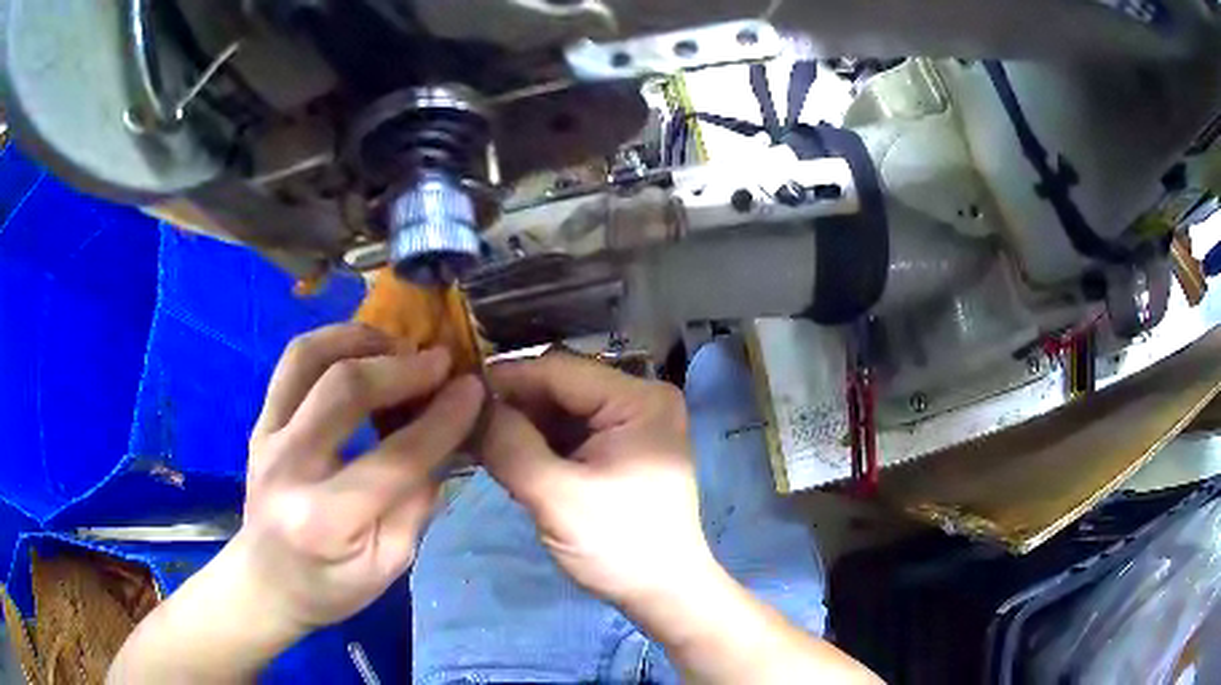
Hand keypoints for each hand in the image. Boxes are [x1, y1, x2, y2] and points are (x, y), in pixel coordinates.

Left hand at [237, 323, 484, 632]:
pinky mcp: (260, 422)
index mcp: (327, 519)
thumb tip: (446, 439)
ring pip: (309, 357)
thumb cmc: (331, 586)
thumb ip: (418, 501)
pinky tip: (362, 350)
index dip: (442, 419)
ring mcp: (266, 437)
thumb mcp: (390, 564)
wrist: (265, 582)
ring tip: (399, 346)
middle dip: (402, 367)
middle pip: (344, 389)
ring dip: (360, 339)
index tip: (473, 390)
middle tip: (439, 362)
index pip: (396, 458)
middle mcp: (289, 467)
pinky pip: (293, 363)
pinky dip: (332, 343)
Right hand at [477, 353, 715, 611]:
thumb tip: (471, 405)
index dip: (506, 378)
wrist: (662, 592)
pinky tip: (504, 452)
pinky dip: (537, 441)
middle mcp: (640, 400)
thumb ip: (510, 445)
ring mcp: (632, 424)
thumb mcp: (556, 497)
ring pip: (561, 410)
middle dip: (512, 404)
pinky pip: (571, 432)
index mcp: (638, 400)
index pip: (559, 370)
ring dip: (521, 424)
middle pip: (560, 387)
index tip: (457, 392)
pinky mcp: (621, 448)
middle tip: (462, 420)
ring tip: (476, 438)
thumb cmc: (618, 545)